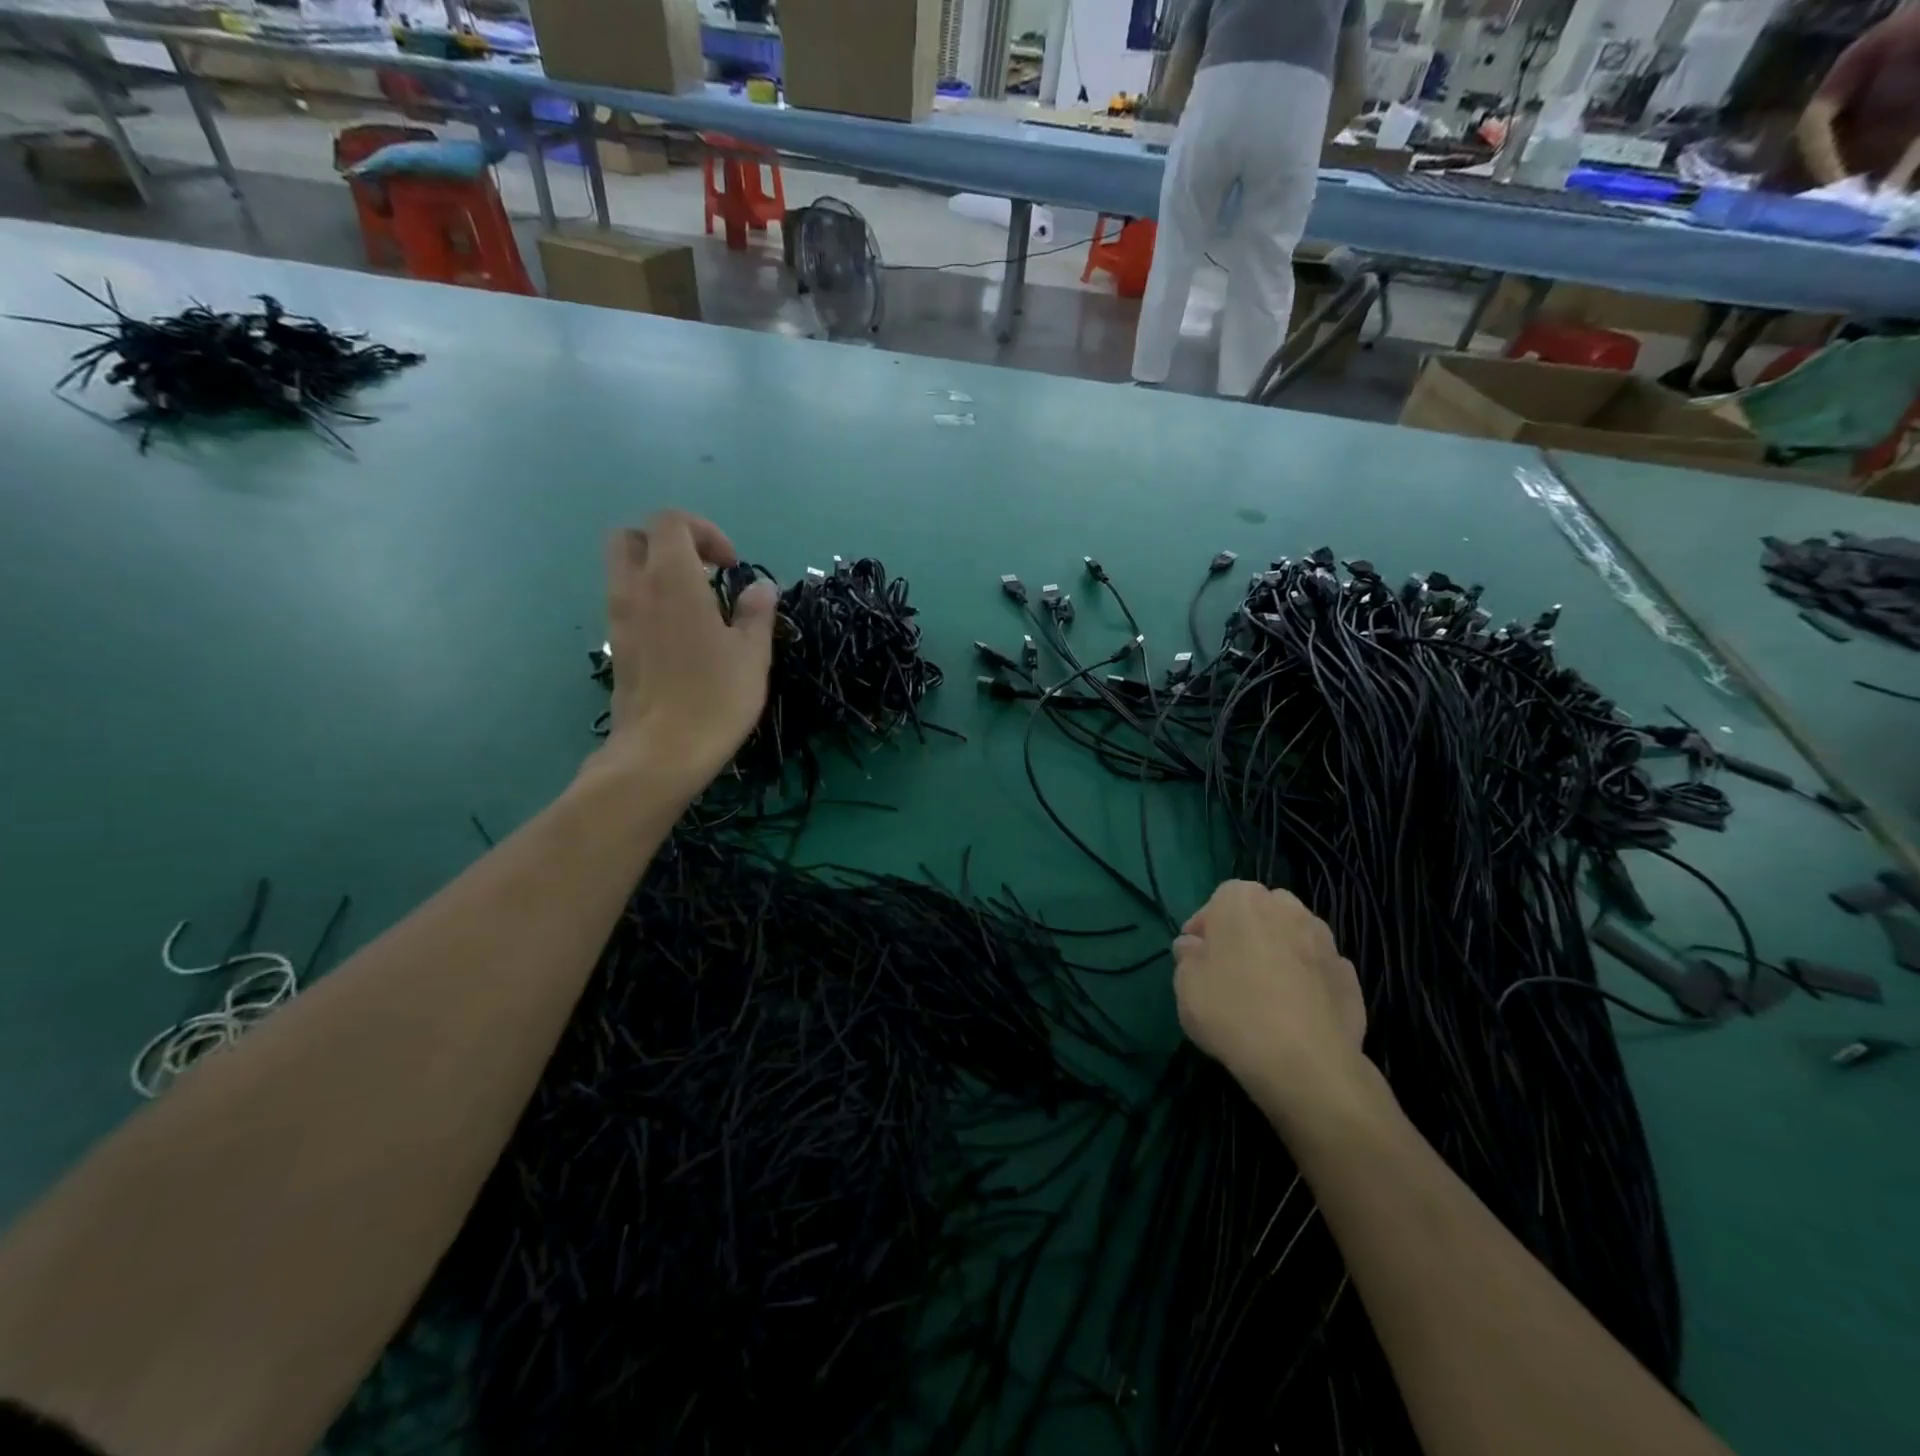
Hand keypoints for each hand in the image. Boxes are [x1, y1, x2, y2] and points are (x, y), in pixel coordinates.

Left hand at [598, 510, 776, 798]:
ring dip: (657, 573)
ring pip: (624, 570)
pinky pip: (626, 603)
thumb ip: (756, 613)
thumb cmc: (715, 698)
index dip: (704, 532)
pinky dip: (649, 602)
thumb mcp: (752, 655)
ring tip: (697, 607)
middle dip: (668, 543)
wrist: (660, 753)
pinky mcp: (616, 648)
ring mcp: (618, 619)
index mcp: (672, 579)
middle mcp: (635, 589)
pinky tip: (681, 636)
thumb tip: (761, 589)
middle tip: (704, 572)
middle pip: (632, 537)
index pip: (671, 521)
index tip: (731, 566)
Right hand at [1173, 882, 1369, 1122]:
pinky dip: (1308, 982)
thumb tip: (1195, 947)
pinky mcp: (1350, 976)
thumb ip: (1188, 956)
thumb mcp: (1185, 983)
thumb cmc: (1232, 1010)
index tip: (1197, 956)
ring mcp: (1325, 941)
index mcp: (1243, 900)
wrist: (1305, 1062)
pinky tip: (1296, 1012)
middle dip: (1247, 934)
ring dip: (1281, 955)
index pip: (1219, 899)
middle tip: (1231, 970)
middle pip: (1262, 913)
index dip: (1207, 927)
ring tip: (1266, 993)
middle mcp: (1288, 908)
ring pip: (1294, 938)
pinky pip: (1318, 970)